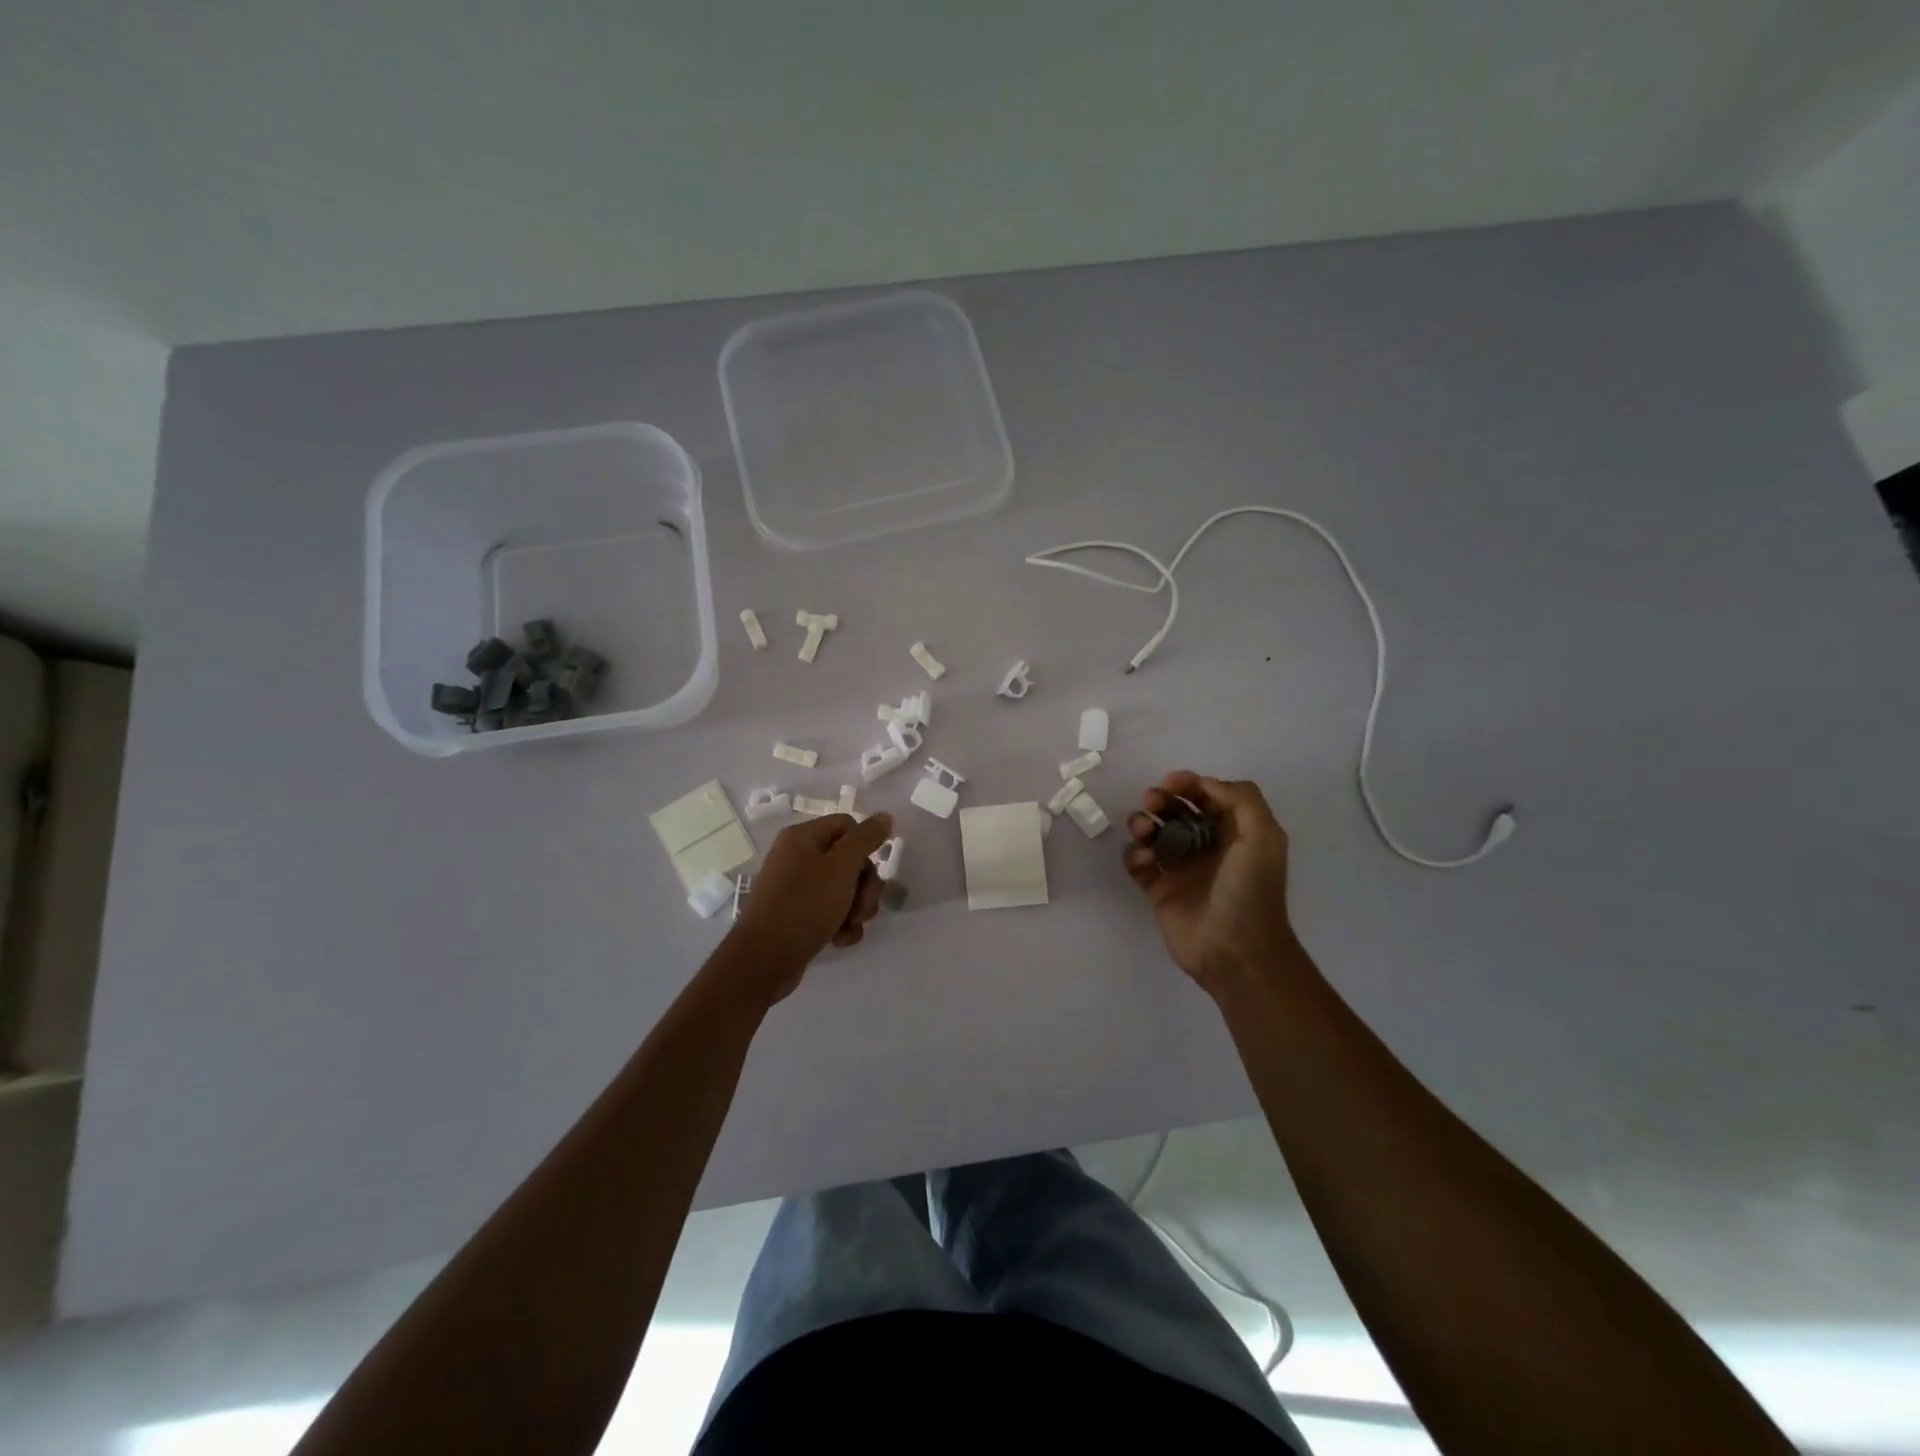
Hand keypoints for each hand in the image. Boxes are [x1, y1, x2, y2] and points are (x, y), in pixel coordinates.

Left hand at [728, 813, 892, 1001]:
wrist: (764, 959)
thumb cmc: (805, 905)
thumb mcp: (841, 867)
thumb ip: (866, 839)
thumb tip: (884, 816)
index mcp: (803, 837)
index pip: (848, 825)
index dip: (865, 846)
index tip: (869, 870)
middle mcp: (798, 857)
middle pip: (849, 860)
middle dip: (864, 886)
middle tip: (863, 907)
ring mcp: (797, 888)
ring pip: (844, 889)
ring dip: (856, 908)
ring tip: (850, 926)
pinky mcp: (798, 914)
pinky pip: (831, 911)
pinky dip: (841, 924)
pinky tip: (839, 940)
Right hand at [1124, 772, 1300, 995]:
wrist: (1235, 952)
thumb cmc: (1251, 892)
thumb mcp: (1263, 838)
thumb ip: (1242, 800)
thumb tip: (1205, 784)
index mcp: (1233, 833)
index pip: (1207, 797)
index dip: (1189, 784)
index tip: (1171, 782)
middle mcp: (1206, 846)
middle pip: (1176, 810)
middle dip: (1161, 800)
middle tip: (1151, 803)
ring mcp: (1180, 868)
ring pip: (1152, 833)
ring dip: (1142, 823)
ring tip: (1142, 831)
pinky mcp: (1158, 889)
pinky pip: (1138, 862)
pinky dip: (1135, 855)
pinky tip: (1145, 861)